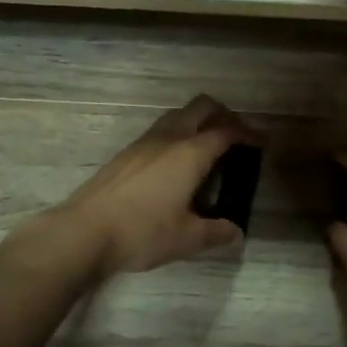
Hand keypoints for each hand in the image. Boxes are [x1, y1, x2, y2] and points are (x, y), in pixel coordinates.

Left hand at [55, 95, 256, 275]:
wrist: (84, 231)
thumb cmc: (142, 232)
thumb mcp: (186, 238)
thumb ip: (216, 233)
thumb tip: (236, 233)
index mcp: (190, 153)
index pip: (227, 132)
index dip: (248, 134)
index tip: (262, 144)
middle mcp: (169, 138)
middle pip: (202, 108)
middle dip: (224, 116)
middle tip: (237, 137)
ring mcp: (144, 142)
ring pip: (178, 115)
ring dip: (198, 122)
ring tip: (208, 148)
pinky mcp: (127, 153)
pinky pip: (161, 130)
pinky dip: (178, 135)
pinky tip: (177, 164)